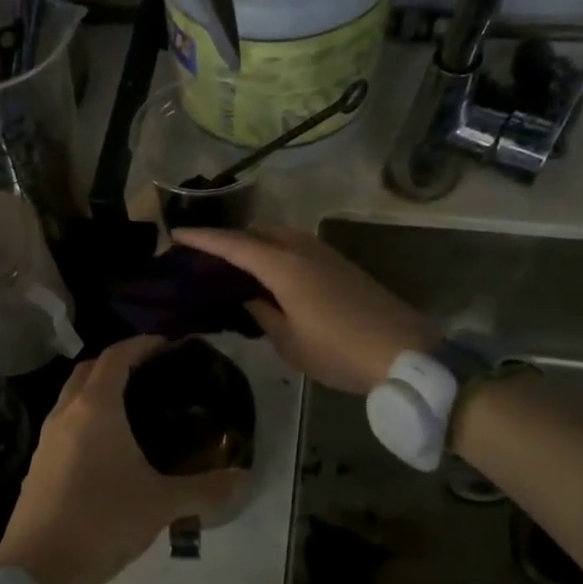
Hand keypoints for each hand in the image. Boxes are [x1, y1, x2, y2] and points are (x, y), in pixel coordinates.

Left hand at [0, 336, 244, 583]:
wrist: (38, 567)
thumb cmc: (103, 521)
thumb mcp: (161, 504)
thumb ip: (205, 489)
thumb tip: (244, 479)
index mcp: (95, 408)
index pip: (115, 356)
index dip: (140, 345)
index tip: (166, 345)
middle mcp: (66, 412)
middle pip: (88, 369)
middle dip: (117, 362)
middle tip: (150, 373)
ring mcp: (46, 438)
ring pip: (71, 396)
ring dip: (97, 390)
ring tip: (132, 407)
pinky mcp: (38, 463)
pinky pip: (63, 422)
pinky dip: (84, 417)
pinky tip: (106, 445)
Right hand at [171, 226, 434, 393]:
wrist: (405, 352)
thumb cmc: (339, 351)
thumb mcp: (289, 342)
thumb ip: (261, 313)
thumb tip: (246, 297)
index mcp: (283, 267)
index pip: (233, 245)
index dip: (203, 239)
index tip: (177, 234)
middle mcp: (302, 249)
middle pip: (257, 231)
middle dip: (229, 238)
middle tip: (205, 257)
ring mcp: (324, 253)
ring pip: (279, 235)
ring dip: (254, 243)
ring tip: (235, 267)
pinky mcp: (340, 264)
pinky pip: (296, 245)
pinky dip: (275, 251)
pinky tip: (270, 275)